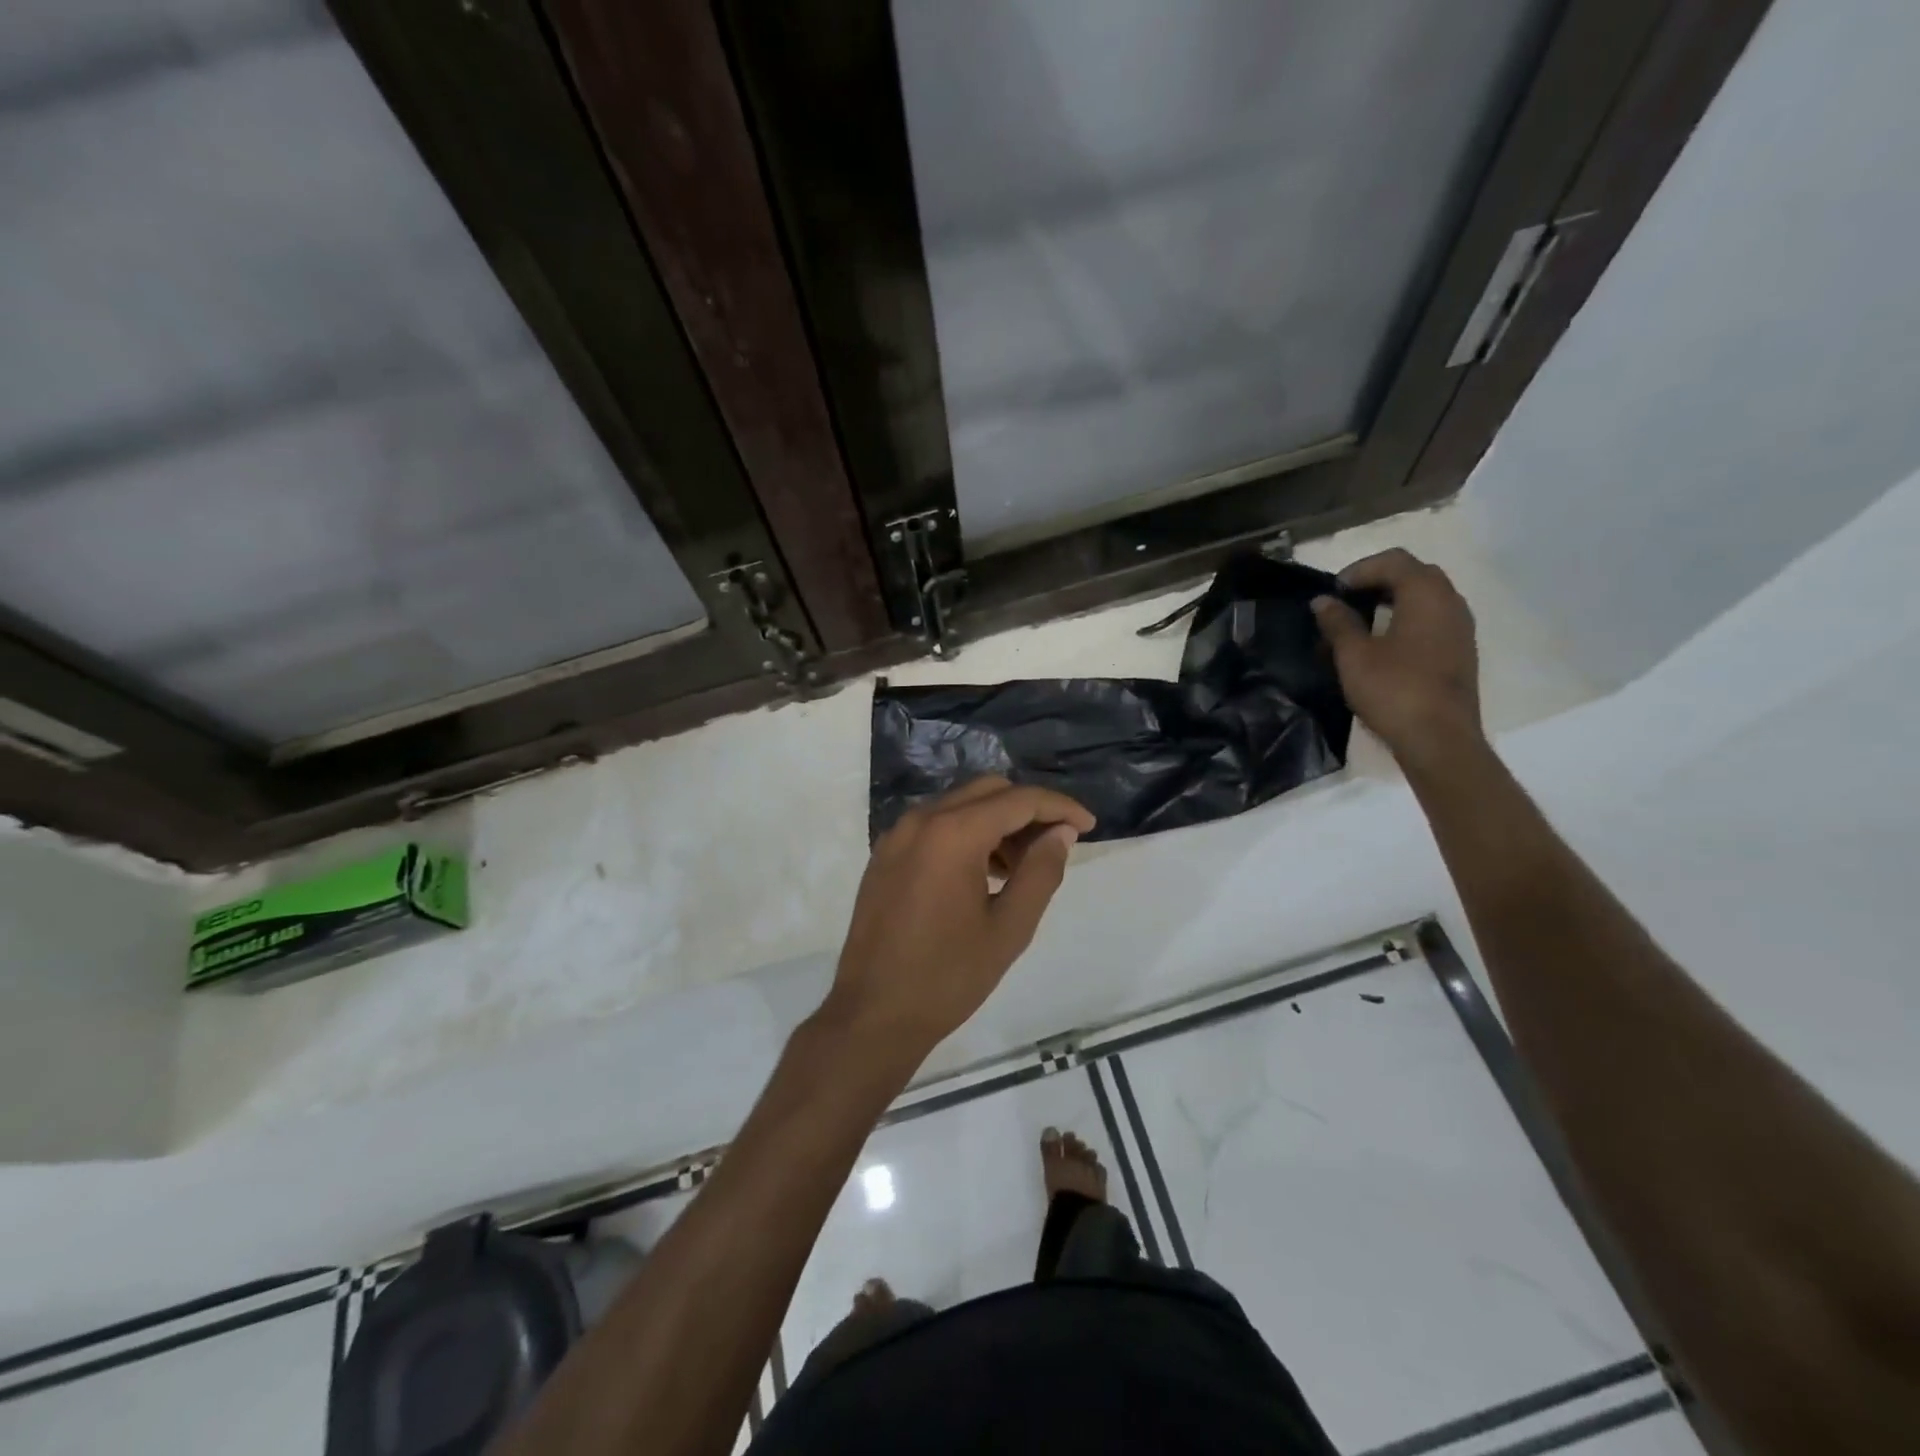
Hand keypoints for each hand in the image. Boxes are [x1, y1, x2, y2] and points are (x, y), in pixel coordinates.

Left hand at [821, 777, 1094, 1057]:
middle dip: (1028, 810)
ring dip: (997, 822)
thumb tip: (1061, 832)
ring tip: (1021, 868)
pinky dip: (967, 834)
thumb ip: (1041, 871)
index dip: (1060, 807)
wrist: (873, 1014)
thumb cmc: (948, 976)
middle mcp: (921, 820)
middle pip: (988, 791)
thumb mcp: (1009, 928)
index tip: (1089, 826)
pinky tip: (984, 873)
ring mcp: (897, 835)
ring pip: (960, 805)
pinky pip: (935, 825)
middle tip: (1055, 847)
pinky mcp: (885, 854)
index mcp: (953, 834)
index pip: (1018, 800)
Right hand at [1311, 548, 1484, 768]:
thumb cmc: (1393, 689)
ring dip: (1391, 601)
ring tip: (1358, 624)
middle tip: (1345, 602)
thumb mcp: (1353, 655)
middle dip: (1376, 581)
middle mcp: (1450, 602)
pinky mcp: (1459, 651)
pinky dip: (1405, 620)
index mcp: (1426, 595)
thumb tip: (1323, 601)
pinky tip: (1381, 645)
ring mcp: (1460, 628)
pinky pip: (1431, 620)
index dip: (1358, 570)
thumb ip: (1338, 622)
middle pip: (1413, 574)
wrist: (1439, 739)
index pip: (1393, 561)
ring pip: (1424, 598)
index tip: (1332, 593)